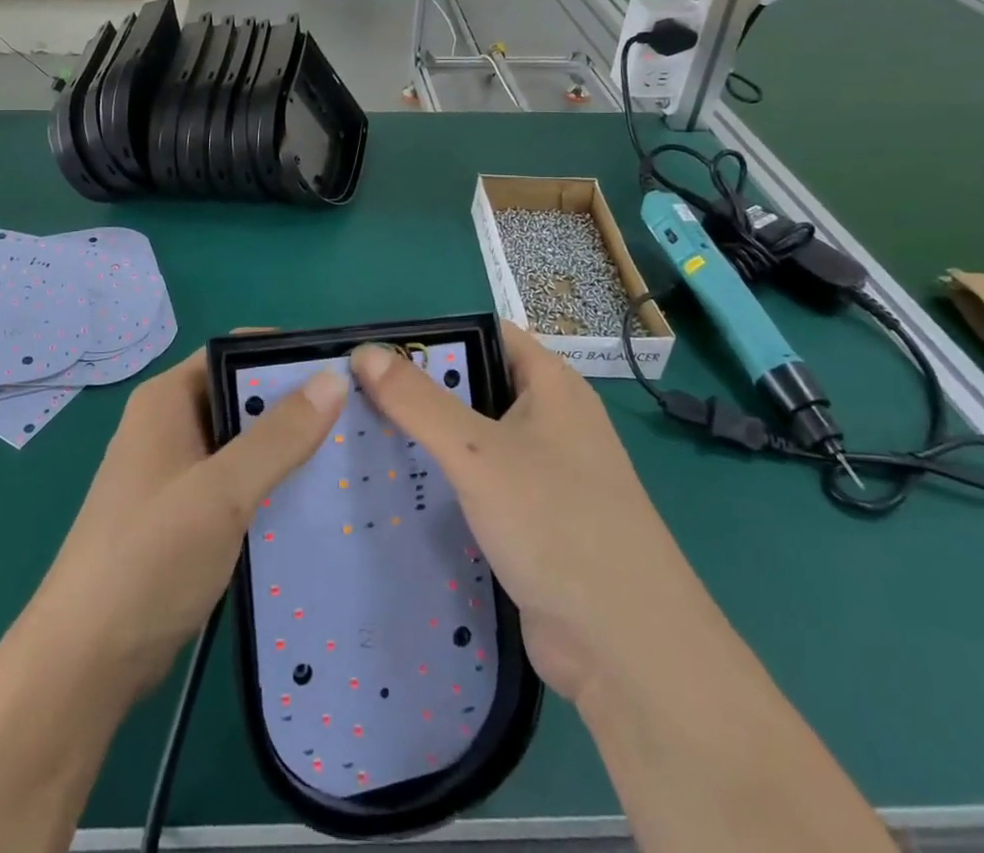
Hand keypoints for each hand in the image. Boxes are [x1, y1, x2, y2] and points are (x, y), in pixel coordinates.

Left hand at [27, 345, 348, 704]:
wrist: (85, 663)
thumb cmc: (150, 558)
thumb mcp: (222, 491)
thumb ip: (279, 436)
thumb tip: (333, 379)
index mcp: (167, 399)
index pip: (234, 351)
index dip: (285, 355)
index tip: (342, 371)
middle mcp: (170, 425)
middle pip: (241, 396)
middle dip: (294, 405)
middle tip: (355, 419)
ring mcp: (175, 472)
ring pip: (242, 443)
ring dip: (286, 450)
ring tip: (347, 459)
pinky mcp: (184, 515)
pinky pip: (236, 483)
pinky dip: (269, 486)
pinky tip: (313, 504)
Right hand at [349, 324, 676, 704]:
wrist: (626, 648)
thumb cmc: (556, 522)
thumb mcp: (477, 452)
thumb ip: (418, 401)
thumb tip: (364, 352)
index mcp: (551, 385)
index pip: (485, 335)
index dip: (433, 337)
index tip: (376, 352)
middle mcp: (551, 420)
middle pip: (475, 387)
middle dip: (420, 392)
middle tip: (356, 400)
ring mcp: (545, 474)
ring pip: (475, 441)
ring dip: (429, 442)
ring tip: (364, 441)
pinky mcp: (534, 522)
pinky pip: (481, 487)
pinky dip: (445, 485)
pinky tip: (400, 494)